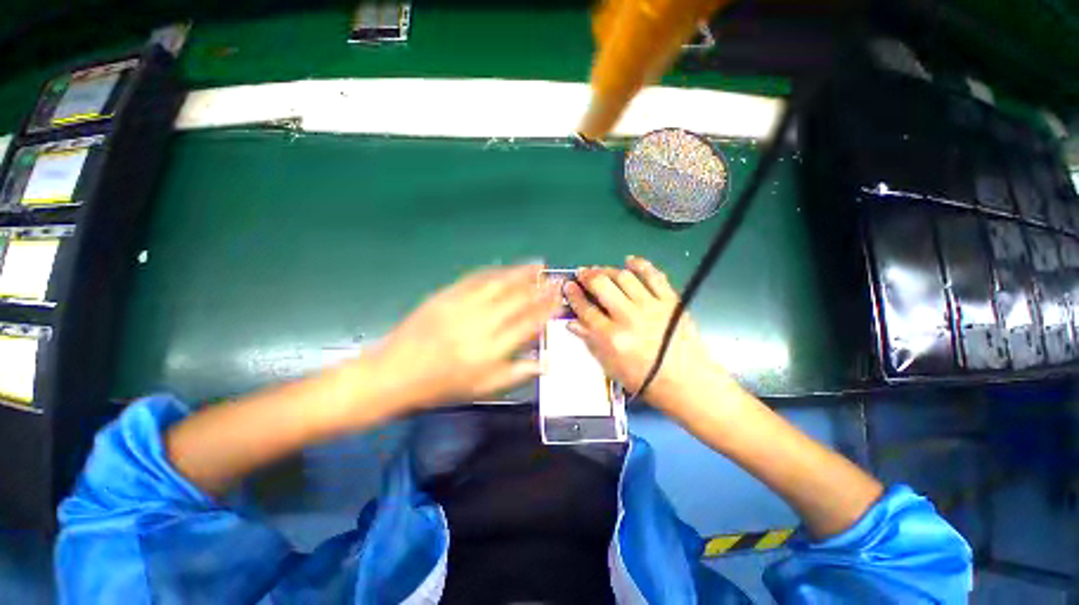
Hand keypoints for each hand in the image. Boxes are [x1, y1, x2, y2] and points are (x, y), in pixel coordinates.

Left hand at [367, 263, 560, 412]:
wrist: (396, 373)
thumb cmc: (443, 386)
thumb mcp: (484, 388)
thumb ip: (518, 373)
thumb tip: (547, 362)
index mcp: (492, 349)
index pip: (529, 323)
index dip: (547, 309)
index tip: (559, 298)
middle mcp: (482, 323)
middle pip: (517, 299)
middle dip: (540, 287)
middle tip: (554, 277)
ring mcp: (463, 305)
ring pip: (499, 284)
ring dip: (520, 272)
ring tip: (537, 264)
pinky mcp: (447, 295)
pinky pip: (475, 279)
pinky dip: (494, 271)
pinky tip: (504, 267)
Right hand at [565, 256, 719, 410]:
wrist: (685, 381)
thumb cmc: (644, 378)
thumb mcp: (610, 365)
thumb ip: (590, 341)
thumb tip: (572, 323)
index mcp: (611, 337)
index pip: (586, 309)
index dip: (574, 295)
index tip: (568, 286)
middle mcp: (628, 318)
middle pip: (602, 286)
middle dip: (588, 276)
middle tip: (582, 273)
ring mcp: (651, 306)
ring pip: (624, 277)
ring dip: (608, 270)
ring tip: (600, 269)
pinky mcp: (670, 300)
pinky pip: (654, 276)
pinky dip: (641, 264)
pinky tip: (630, 260)